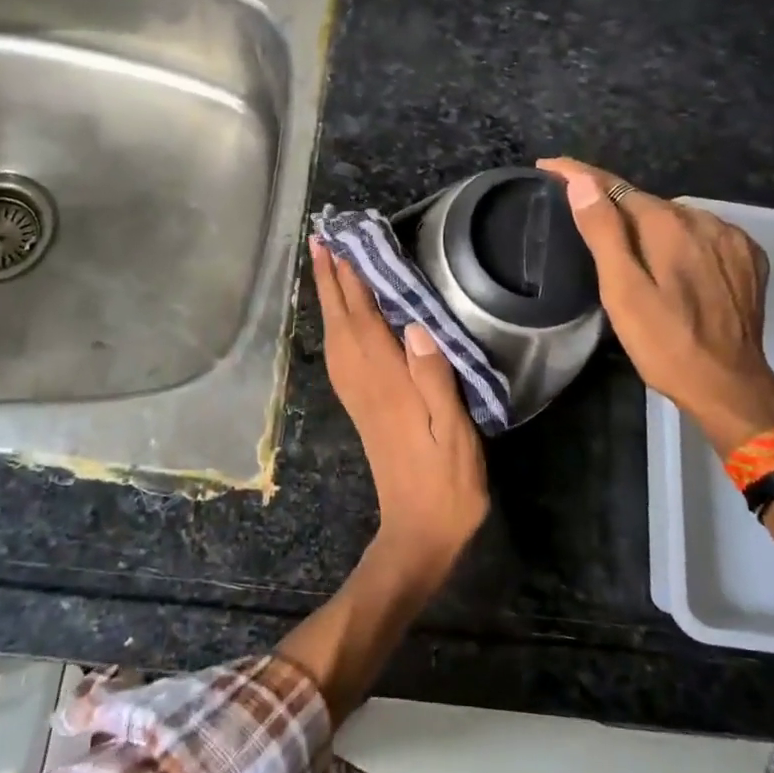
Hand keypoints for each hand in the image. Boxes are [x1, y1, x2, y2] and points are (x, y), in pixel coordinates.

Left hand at [308, 238, 487, 587]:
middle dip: (328, 279)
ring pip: (334, 336)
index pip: (363, 319)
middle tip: (319, 240)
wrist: (418, 532)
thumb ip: (435, 378)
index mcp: (386, 382)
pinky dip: (335, 326)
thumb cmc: (446, 481)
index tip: (340, 243)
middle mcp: (364, 382)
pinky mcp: (361, 407)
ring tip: (323, 266)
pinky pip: (339, 354)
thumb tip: (416, 324)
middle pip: (340, 322)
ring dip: (327, 298)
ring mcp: (358, 395)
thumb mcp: (454, 431)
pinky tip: (339, 319)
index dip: (351, 280)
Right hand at [537, 158, 773, 454]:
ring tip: (626, 247)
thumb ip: (604, 233)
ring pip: (675, 218)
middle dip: (612, 204)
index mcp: (667, 225)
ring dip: (648, 224)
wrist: (729, 387)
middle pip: (644, 202)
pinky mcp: (748, 258)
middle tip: (581, 219)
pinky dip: (681, 239)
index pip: (614, 186)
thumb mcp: (622, 292)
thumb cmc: (664, 344)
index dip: (578, 174)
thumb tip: (582, 183)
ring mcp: (731, 238)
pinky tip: (671, 262)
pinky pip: (703, 234)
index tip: (548, 167)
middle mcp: (703, 220)